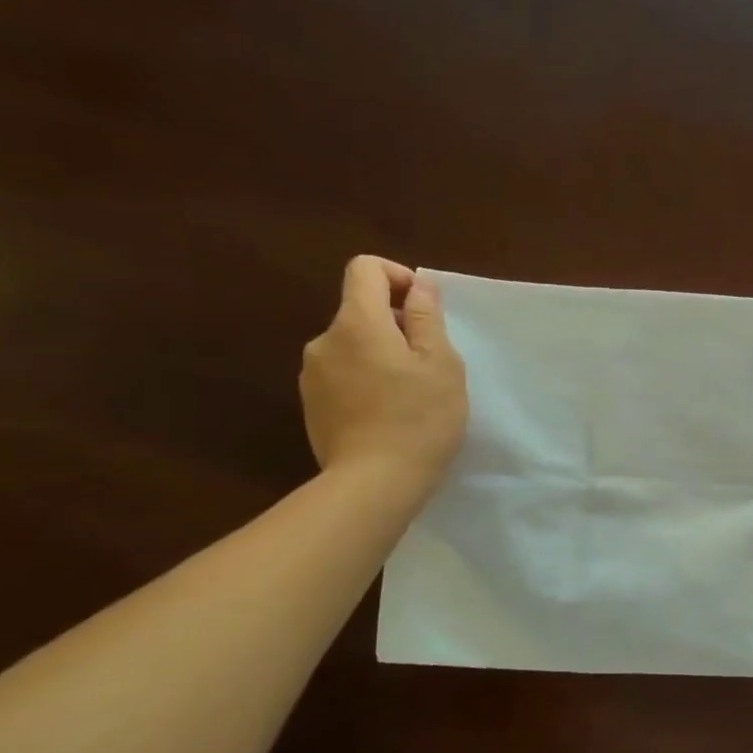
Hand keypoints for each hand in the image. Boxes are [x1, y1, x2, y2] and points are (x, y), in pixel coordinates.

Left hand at [300, 257, 467, 492]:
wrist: (373, 484)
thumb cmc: (419, 418)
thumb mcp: (440, 363)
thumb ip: (426, 318)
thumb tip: (418, 287)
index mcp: (357, 323)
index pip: (365, 269)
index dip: (398, 276)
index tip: (424, 309)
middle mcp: (324, 341)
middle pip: (361, 309)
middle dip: (396, 323)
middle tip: (430, 361)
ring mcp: (312, 375)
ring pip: (353, 344)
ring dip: (382, 354)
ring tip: (411, 392)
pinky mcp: (312, 405)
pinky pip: (343, 374)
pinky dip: (367, 379)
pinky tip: (389, 413)